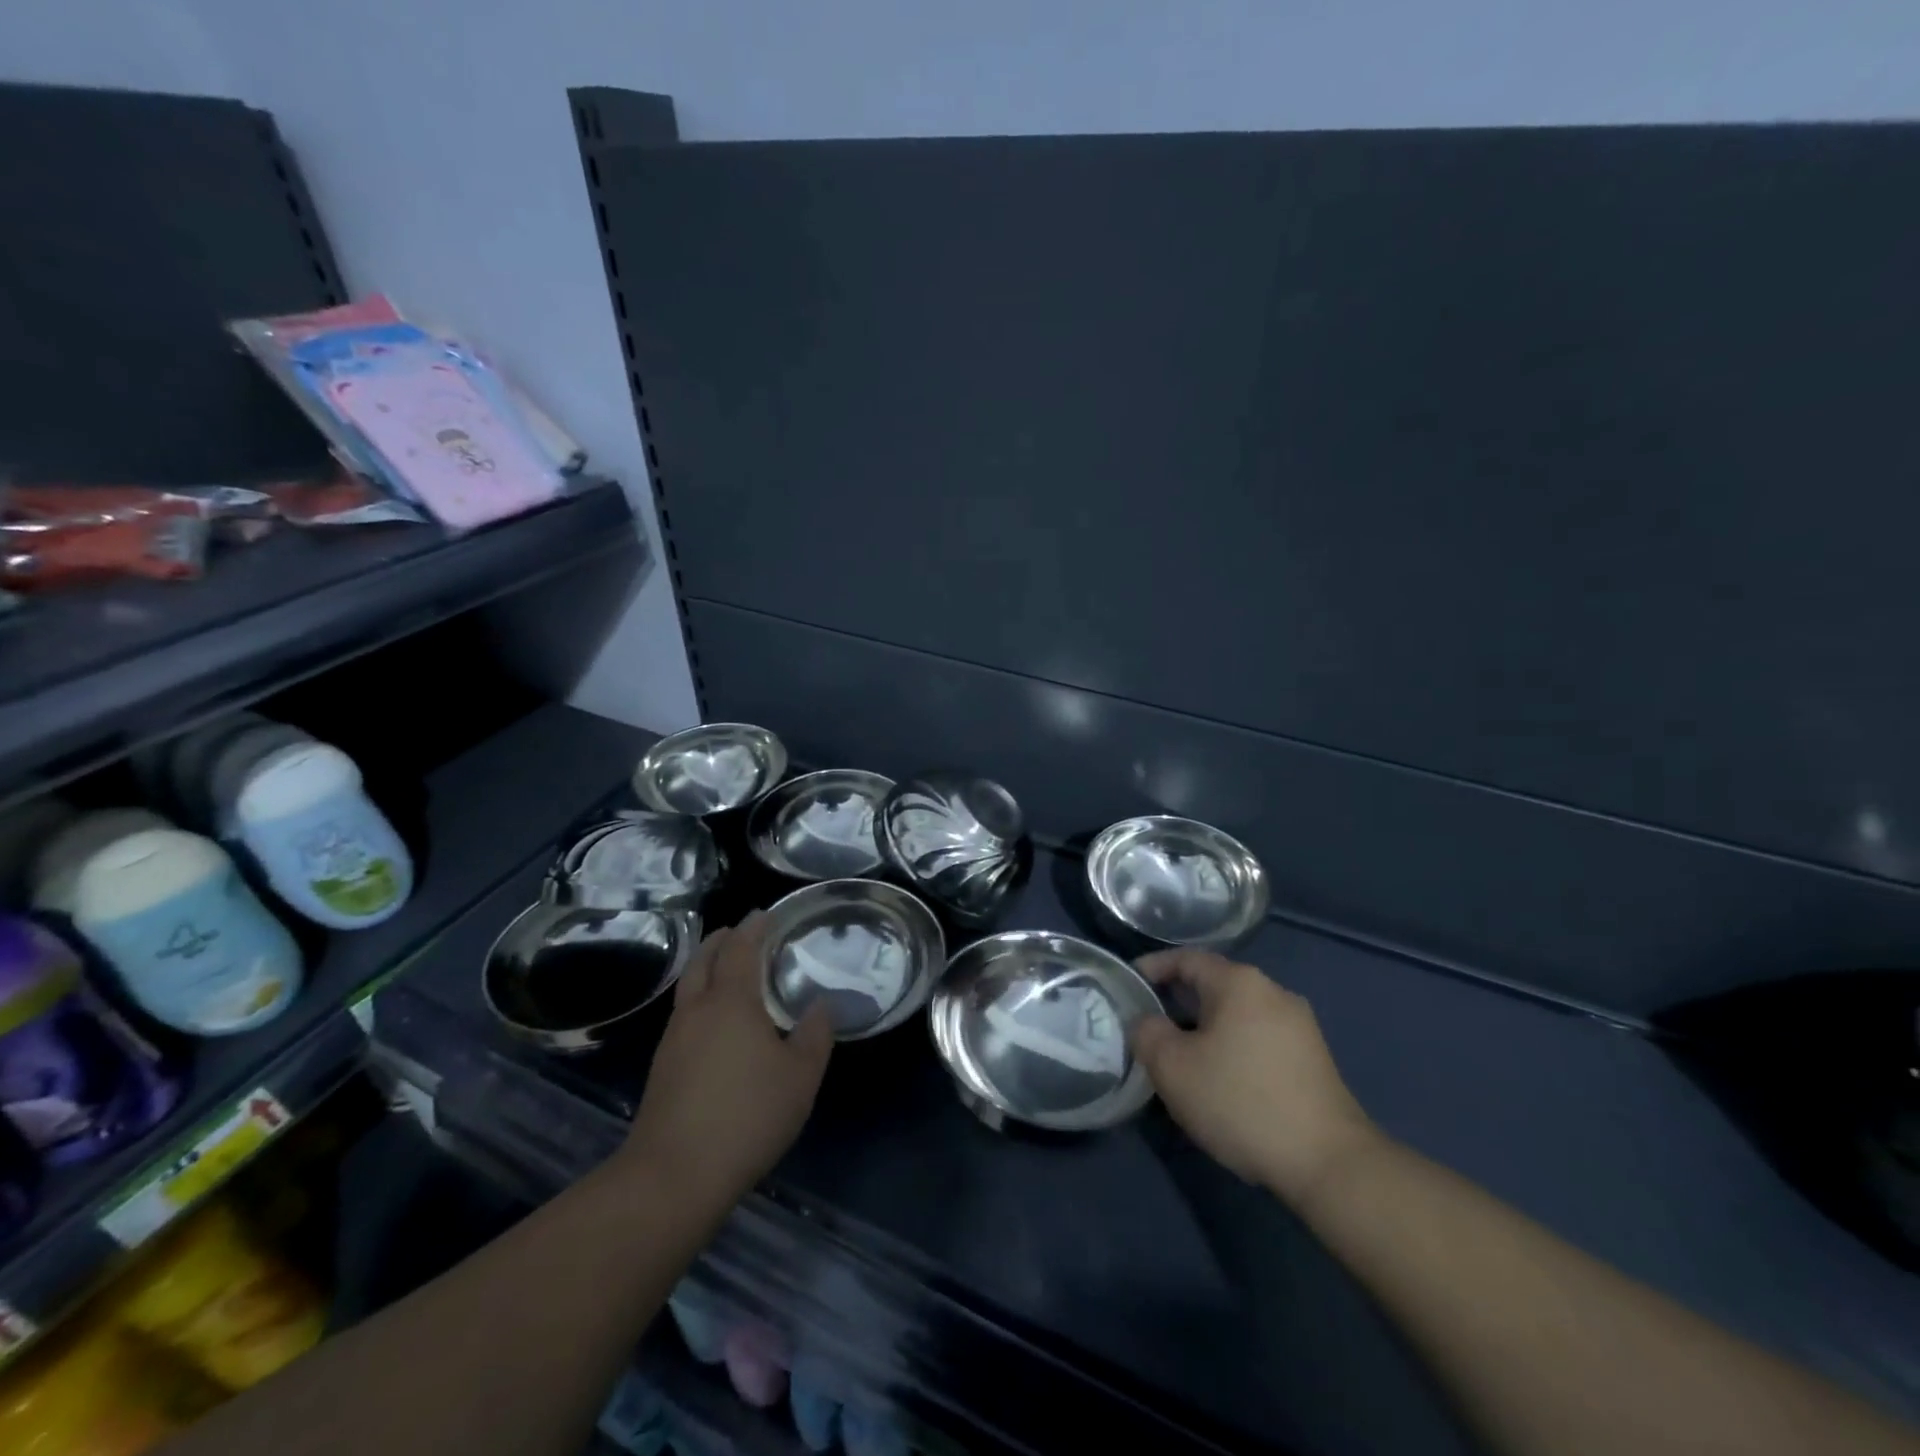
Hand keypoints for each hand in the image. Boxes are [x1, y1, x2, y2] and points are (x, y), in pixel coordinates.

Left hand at [625, 913, 832, 1205]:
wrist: (673, 1175)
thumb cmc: (747, 1115)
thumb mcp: (800, 1077)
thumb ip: (814, 1036)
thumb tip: (821, 1006)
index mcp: (731, 1002)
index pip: (740, 949)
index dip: (752, 928)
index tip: (764, 914)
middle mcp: (697, 1011)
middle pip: (703, 961)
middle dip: (720, 940)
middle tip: (737, 931)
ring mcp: (673, 1040)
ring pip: (688, 987)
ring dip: (705, 968)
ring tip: (726, 969)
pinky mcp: (662, 1069)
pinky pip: (683, 1015)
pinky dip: (699, 999)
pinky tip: (714, 1022)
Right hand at [1131, 949, 1382, 1203]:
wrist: (1329, 1163)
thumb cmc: (1241, 1102)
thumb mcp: (1173, 1068)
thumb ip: (1147, 1033)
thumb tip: (1148, 1023)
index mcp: (1240, 982)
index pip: (1185, 958)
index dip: (1152, 968)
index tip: (1127, 986)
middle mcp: (1273, 992)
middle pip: (1213, 985)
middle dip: (1177, 1003)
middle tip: (1148, 1028)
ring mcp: (1299, 1026)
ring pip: (1236, 1015)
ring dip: (1204, 1029)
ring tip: (1180, 1059)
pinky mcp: (1313, 1059)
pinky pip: (1258, 1039)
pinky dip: (1232, 1048)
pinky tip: (1221, 1082)